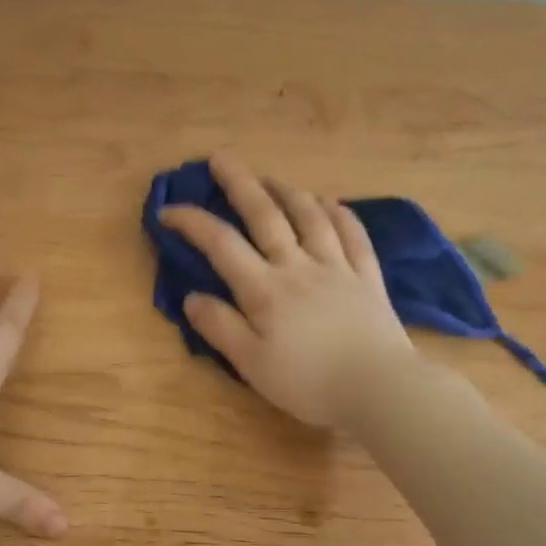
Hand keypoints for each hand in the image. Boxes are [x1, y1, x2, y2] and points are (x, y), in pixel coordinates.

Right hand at [157, 156, 415, 425]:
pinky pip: (353, 234)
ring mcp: (337, 267)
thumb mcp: (252, 364)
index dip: (192, 222)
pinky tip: (330, 202)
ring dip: (287, 191)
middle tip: (220, 158)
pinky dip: (339, 213)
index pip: (221, 244)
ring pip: (310, 216)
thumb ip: (220, 327)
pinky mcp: (367, 276)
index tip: (167, 211)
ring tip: (270, 178)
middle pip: (265, 215)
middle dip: (239, 183)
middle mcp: (298, 266)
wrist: (378, 387)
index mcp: (265, 289)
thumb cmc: (308, 382)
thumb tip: (191, 297)